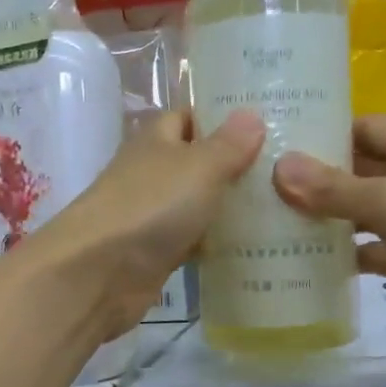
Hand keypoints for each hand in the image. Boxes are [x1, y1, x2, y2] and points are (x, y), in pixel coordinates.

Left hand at [31, 109, 265, 338]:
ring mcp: (152, 216)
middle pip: (197, 163)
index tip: (267, 122)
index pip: (189, 117)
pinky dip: (216, 243)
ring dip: (229, 206)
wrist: (99, 272)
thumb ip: (228, 144)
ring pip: (198, 204)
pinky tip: (254, 248)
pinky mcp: (156, 254)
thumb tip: (251, 113)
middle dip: (235, 165)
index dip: (222, 117)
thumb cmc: (150, 206)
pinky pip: (193, 241)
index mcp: (156, 141)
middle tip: (287, 167)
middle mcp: (152, 174)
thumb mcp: (199, 167)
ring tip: (284, 206)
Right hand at [271, 114, 385, 341]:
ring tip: (271, 223)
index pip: (359, 127)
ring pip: (360, 209)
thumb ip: (337, 189)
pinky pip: (372, 246)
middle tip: (258, 188)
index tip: (272, 146)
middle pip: (355, 168)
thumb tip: (280, 168)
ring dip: (325, 217)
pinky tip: (305, 263)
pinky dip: (346, 252)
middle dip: (313, 179)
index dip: (319, 133)